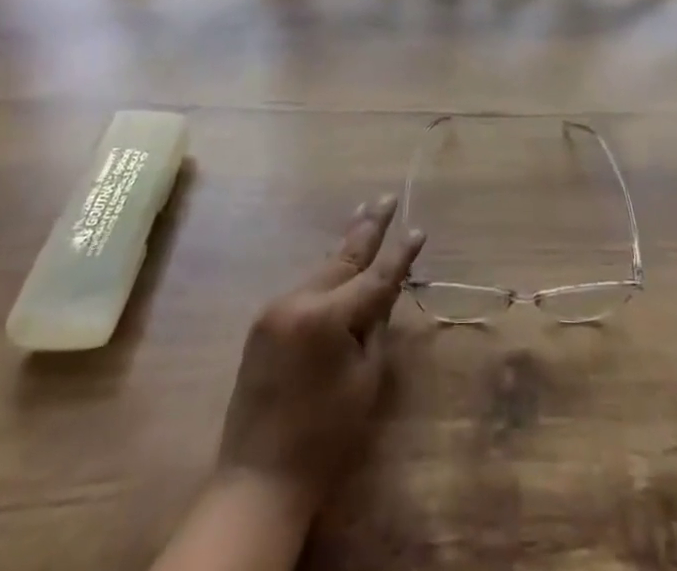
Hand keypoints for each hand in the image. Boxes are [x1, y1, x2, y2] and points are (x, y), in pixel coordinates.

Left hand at [215, 194, 424, 517]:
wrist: (258, 479)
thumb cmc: (324, 437)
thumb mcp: (365, 380)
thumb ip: (376, 327)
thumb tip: (383, 290)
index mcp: (327, 316)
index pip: (375, 276)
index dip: (400, 254)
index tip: (418, 230)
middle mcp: (298, 300)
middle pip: (343, 257)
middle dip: (367, 226)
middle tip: (386, 197)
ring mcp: (276, 308)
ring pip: (322, 269)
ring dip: (346, 246)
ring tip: (365, 214)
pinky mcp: (264, 322)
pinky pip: (304, 288)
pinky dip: (326, 273)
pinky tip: (338, 261)